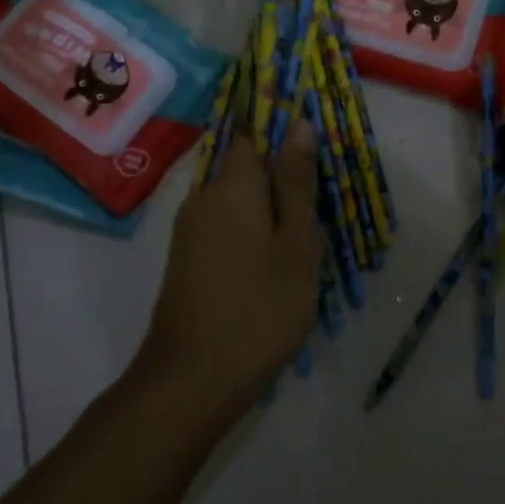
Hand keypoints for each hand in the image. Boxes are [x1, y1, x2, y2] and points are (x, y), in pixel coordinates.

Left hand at [135, 124, 323, 426]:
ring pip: (236, 200)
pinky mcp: (186, 257)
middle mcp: (203, 196)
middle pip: (245, 168)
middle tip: (318, 209)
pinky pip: (224, 225)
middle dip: (281, 179)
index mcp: (232, 185)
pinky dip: (251, 231)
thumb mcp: (295, 244)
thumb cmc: (260, 308)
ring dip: (268, 210)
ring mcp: (189, 229)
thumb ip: (296, 183)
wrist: (192, 379)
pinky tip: (272, 262)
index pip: (254, 134)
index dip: (283, 133)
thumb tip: (299, 124)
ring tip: (302, 240)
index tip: (313, 155)